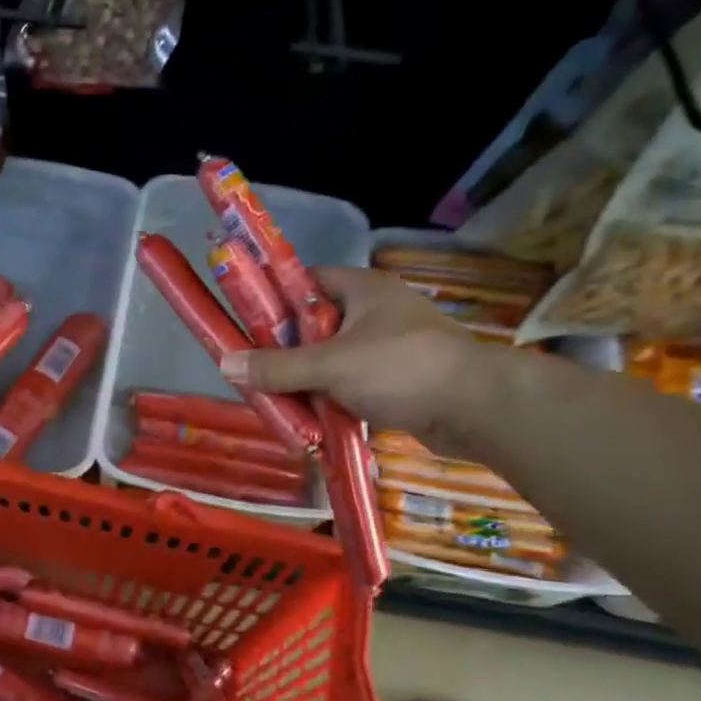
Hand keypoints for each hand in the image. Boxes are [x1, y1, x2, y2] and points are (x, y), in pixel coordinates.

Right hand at [219, 267, 504, 454]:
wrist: (475, 408)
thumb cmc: (401, 368)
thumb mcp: (331, 365)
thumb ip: (278, 367)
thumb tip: (225, 364)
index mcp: (362, 290)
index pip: (307, 282)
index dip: (274, 298)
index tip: (245, 323)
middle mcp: (374, 313)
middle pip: (313, 327)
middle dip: (284, 351)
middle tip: (253, 371)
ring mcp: (386, 348)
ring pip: (329, 360)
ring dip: (304, 381)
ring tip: (274, 400)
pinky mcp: (395, 381)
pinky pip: (348, 386)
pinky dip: (328, 401)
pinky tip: (307, 419)